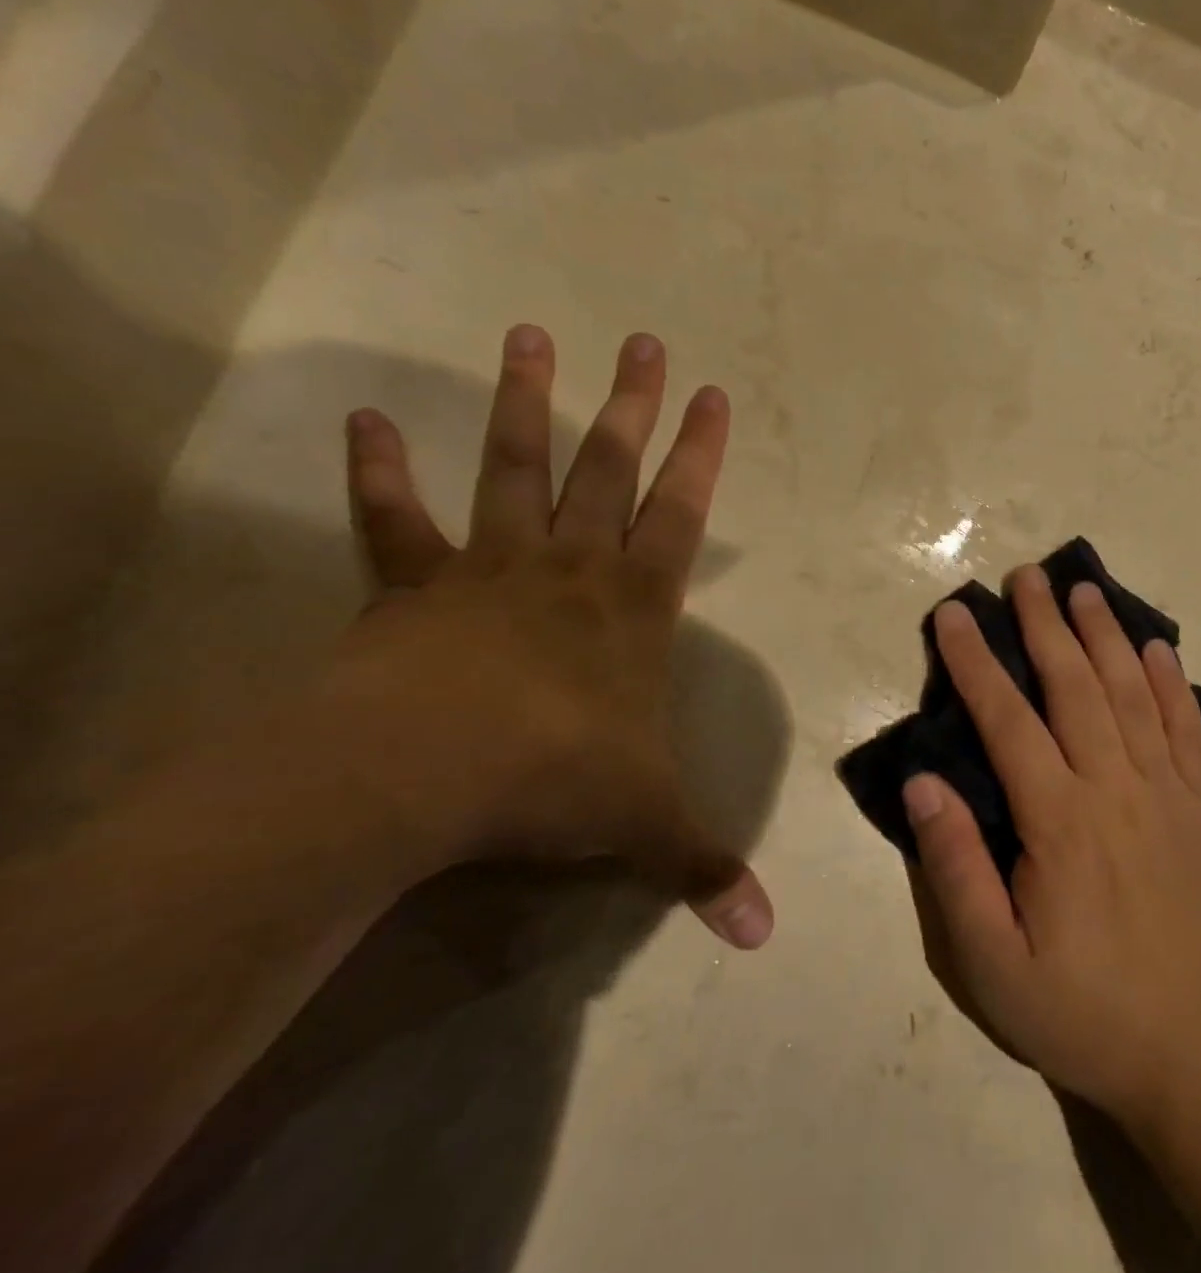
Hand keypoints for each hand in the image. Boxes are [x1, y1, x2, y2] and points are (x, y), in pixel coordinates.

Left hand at [325, 324, 772, 948]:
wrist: (422, 775)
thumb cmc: (554, 778)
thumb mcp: (644, 825)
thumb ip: (703, 868)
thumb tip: (763, 937)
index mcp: (633, 606)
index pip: (682, 514)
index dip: (702, 455)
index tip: (714, 394)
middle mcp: (569, 568)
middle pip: (608, 468)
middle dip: (632, 404)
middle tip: (643, 341)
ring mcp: (490, 567)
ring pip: (513, 467)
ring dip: (524, 403)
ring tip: (529, 335)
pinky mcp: (413, 586)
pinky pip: (395, 522)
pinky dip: (379, 474)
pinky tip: (366, 424)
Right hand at [903, 567, 1200, 1126]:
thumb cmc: (1085, 1010)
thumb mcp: (993, 963)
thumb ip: (956, 868)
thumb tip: (923, 784)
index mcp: (1059, 821)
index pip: (1008, 720)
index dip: (977, 662)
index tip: (956, 614)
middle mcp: (1115, 788)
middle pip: (1074, 686)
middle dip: (1045, 625)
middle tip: (1028, 576)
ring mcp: (1169, 792)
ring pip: (1132, 693)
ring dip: (1105, 636)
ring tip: (1085, 590)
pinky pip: (1187, 728)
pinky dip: (1170, 683)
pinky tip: (1158, 648)